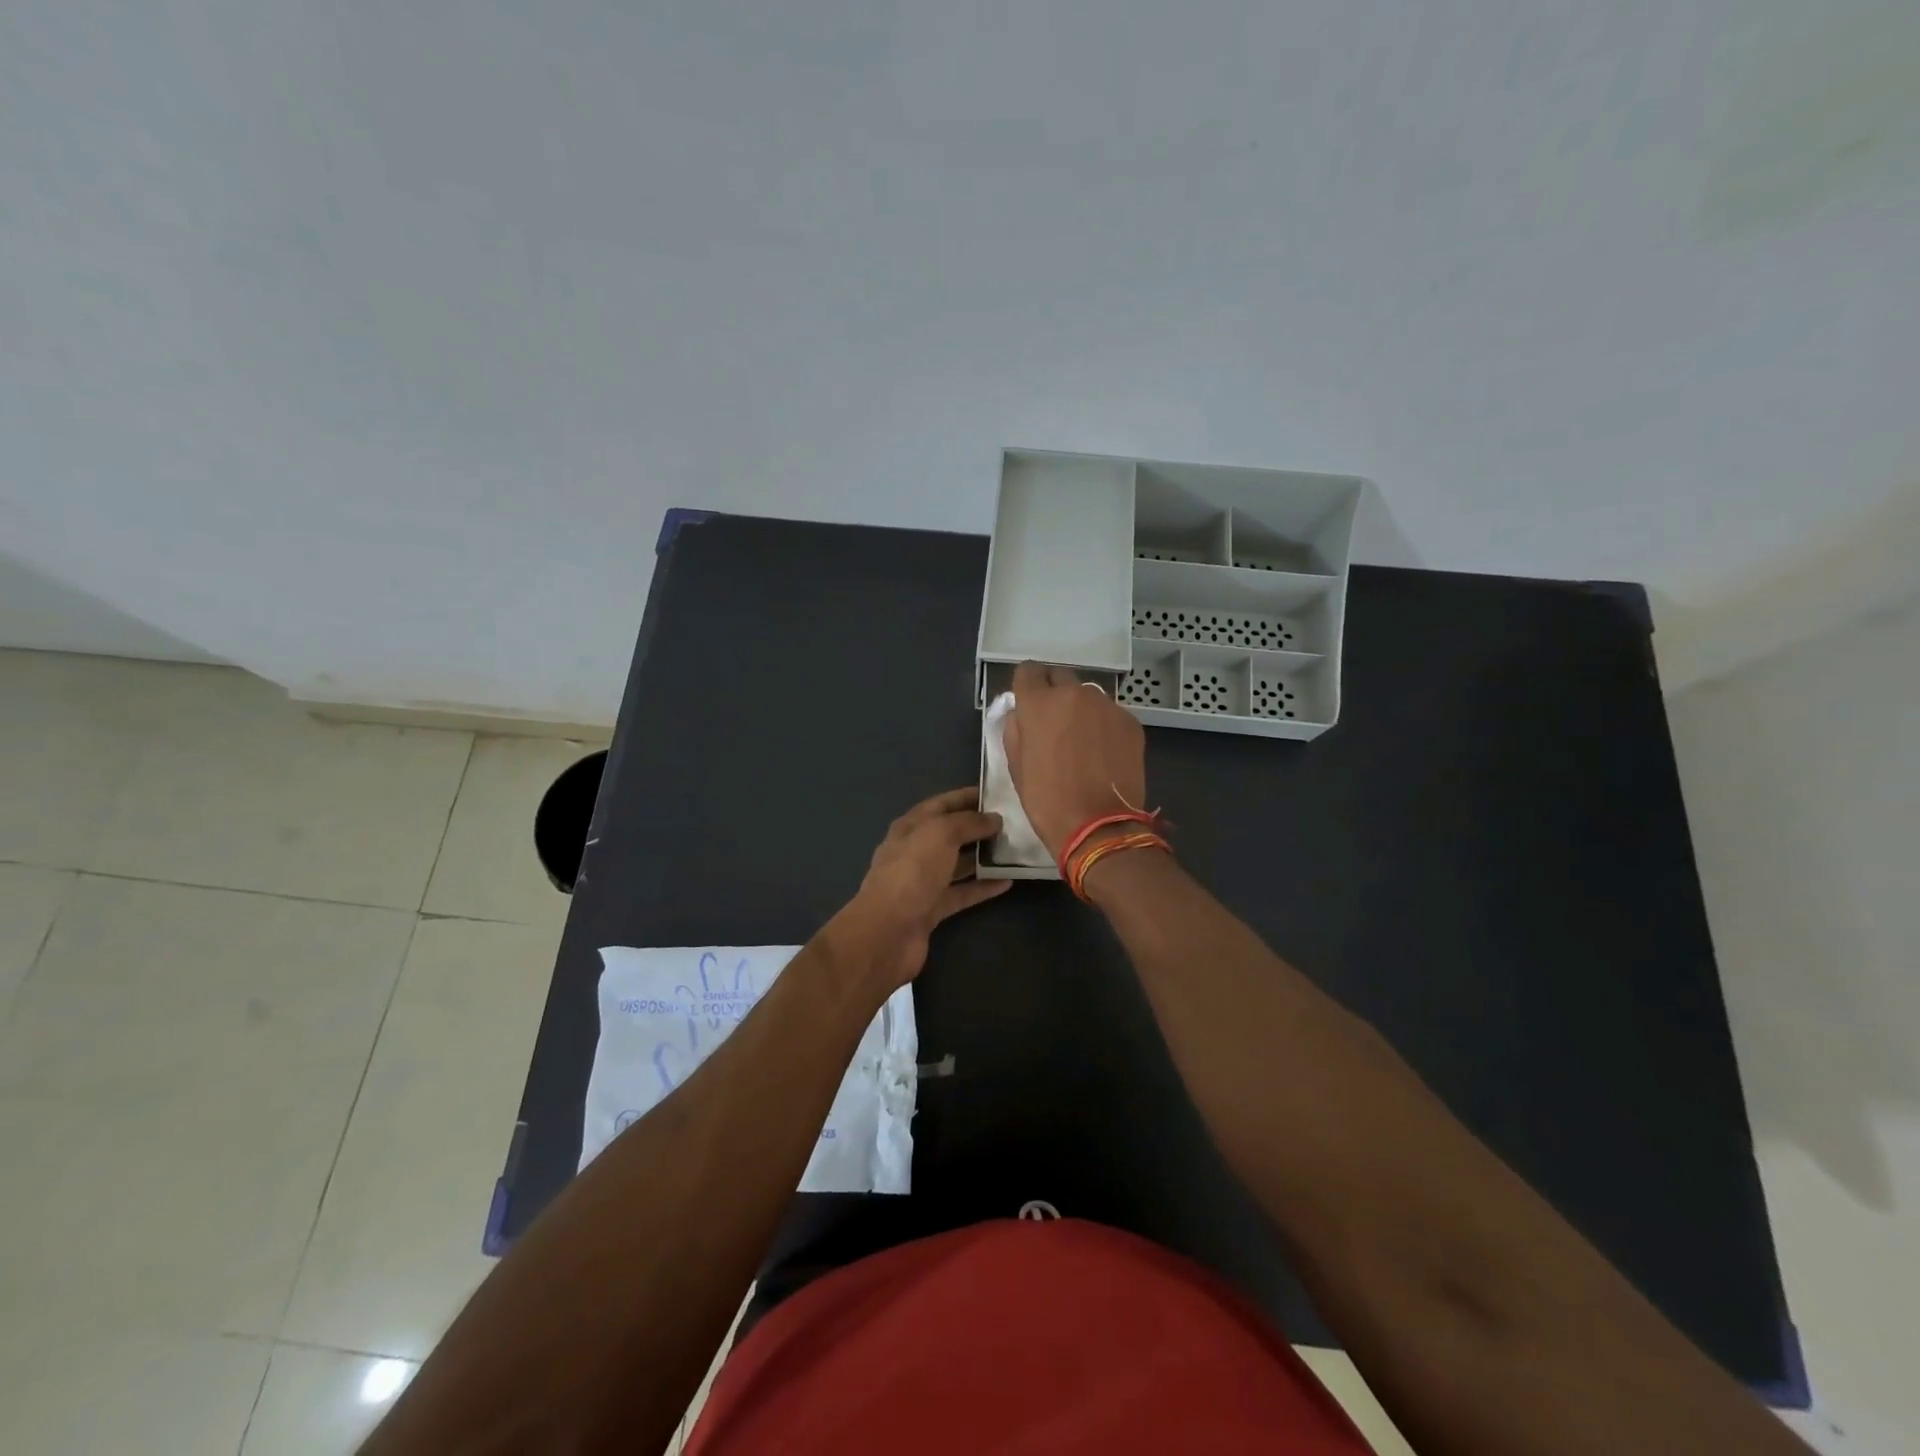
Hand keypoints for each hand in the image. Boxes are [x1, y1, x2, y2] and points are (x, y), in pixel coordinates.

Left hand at [829, 788, 1009, 991]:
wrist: (888, 932)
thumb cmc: (912, 872)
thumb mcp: (940, 834)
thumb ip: (968, 822)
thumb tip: (994, 819)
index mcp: (910, 827)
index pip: (941, 805)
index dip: (966, 797)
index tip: (997, 794)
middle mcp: (915, 851)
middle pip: (950, 834)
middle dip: (978, 827)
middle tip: (1013, 823)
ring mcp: (923, 882)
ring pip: (957, 864)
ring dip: (983, 857)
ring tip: (1014, 850)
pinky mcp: (933, 909)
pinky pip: (962, 893)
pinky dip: (983, 887)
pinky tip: (1008, 882)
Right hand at [1003, 662, 1147, 858]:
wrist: (1100, 826)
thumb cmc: (1048, 800)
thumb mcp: (1017, 767)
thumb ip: (1016, 731)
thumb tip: (1022, 715)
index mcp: (1039, 704)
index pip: (1028, 671)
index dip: (1027, 685)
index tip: (1028, 703)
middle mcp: (1074, 694)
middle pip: (1060, 676)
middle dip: (1054, 693)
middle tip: (1054, 722)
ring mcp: (1106, 706)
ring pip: (1087, 696)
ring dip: (1081, 710)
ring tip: (1082, 741)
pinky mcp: (1130, 722)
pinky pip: (1110, 714)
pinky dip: (1104, 726)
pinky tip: (1103, 753)